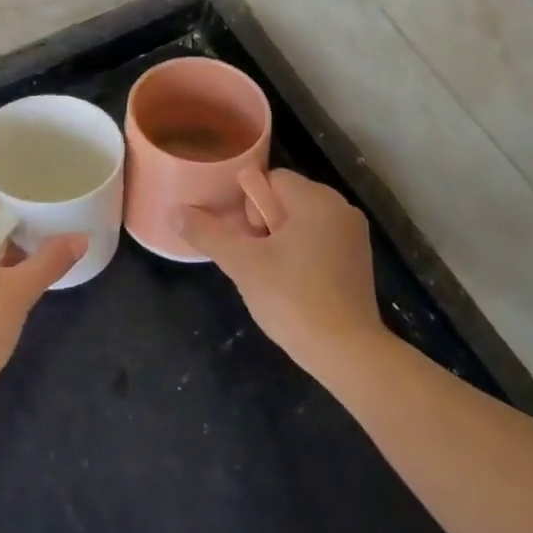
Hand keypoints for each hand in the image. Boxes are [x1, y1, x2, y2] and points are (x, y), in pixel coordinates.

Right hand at [178, 169, 383, 373]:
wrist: (346, 353)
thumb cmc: (292, 298)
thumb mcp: (242, 263)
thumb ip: (207, 233)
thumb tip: (174, 211)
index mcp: (316, 199)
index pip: (269, 179)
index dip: (247, 205)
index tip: (244, 238)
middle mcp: (341, 209)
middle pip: (285, 198)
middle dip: (260, 222)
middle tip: (252, 258)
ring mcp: (353, 236)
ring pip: (300, 221)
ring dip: (278, 239)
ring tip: (267, 273)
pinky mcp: (357, 261)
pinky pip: (318, 240)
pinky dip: (299, 253)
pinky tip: (290, 283)